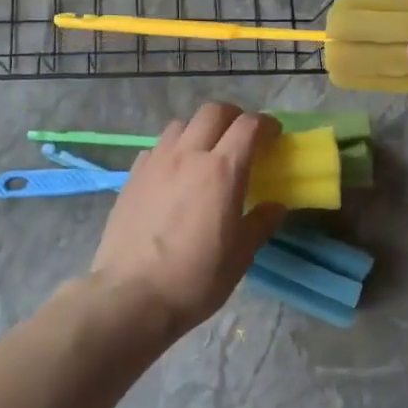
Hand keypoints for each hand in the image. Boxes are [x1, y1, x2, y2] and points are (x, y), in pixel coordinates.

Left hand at [89, 103, 286, 338]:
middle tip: (242, 137)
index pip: (249, 126)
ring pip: (181, 124)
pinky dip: (172, 150)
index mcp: (223, 171)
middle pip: (214, 112)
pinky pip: (156, 147)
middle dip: (234, 117)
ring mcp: (156, 162)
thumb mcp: (240, 256)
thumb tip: (275, 206)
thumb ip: (260, 223)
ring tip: (205, 153)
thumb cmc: (195, 279)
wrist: (131, 296)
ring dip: (200, 130)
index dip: (267, 125)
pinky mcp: (132, 176)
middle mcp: (188, 155)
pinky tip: (174, 174)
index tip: (274, 136)